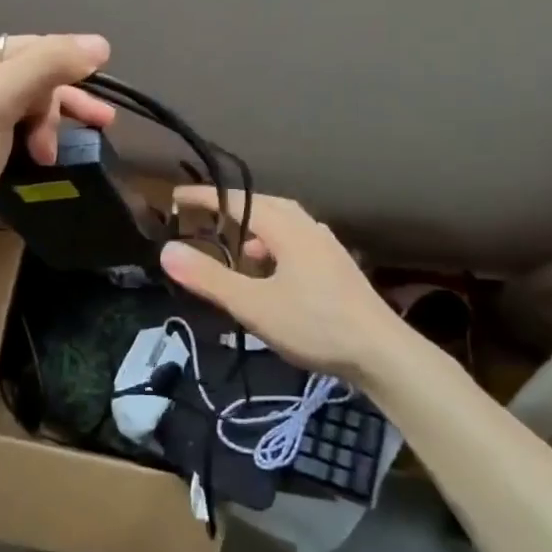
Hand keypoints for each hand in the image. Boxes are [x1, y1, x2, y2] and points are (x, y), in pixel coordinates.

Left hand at [0, 35, 115, 268]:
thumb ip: (45, 67)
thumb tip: (100, 44)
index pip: (31, 47)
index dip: (67, 65)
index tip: (99, 95)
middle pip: (34, 77)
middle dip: (59, 103)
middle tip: (93, 126)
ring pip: (32, 107)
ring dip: (52, 126)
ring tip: (58, 154)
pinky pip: (23, 132)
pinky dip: (41, 142)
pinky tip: (50, 159)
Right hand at [159, 189, 451, 398]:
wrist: (383, 354)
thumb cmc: (315, 325)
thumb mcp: (253, 305)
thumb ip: (209, 278)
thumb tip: (167, 250)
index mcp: (286, 228)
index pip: (236, 201)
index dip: (204, 198)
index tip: (174, 197)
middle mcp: (307, 227)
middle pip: (263, 205)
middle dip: (231, 208)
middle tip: (203, 218)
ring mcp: (326, 246)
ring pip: (282, 224)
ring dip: (254, 228)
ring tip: (235, 250)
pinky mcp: (336, 266)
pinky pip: (295, 241)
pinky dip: (273, 246)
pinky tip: (270, 273)